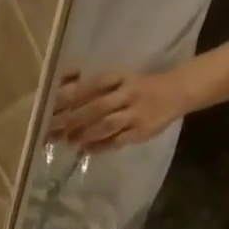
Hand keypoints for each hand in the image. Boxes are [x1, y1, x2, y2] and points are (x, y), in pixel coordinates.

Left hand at [49, 68, 188, 151]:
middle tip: (55, 129)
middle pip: (97, 106)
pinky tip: (85, 151)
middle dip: (74, 118)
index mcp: (121, 77)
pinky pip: (116, 141)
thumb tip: (68, 92)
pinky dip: (99, 146)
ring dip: (85, 134)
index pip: (93, 84)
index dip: (73, 95)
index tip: (53, 105)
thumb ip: (99, 87)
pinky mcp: (139, 132)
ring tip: (68, 141)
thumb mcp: (122, 80)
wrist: (175, 92)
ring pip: (106, 124)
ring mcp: (134, 114)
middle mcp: (127, 93)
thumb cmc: (141, 87)